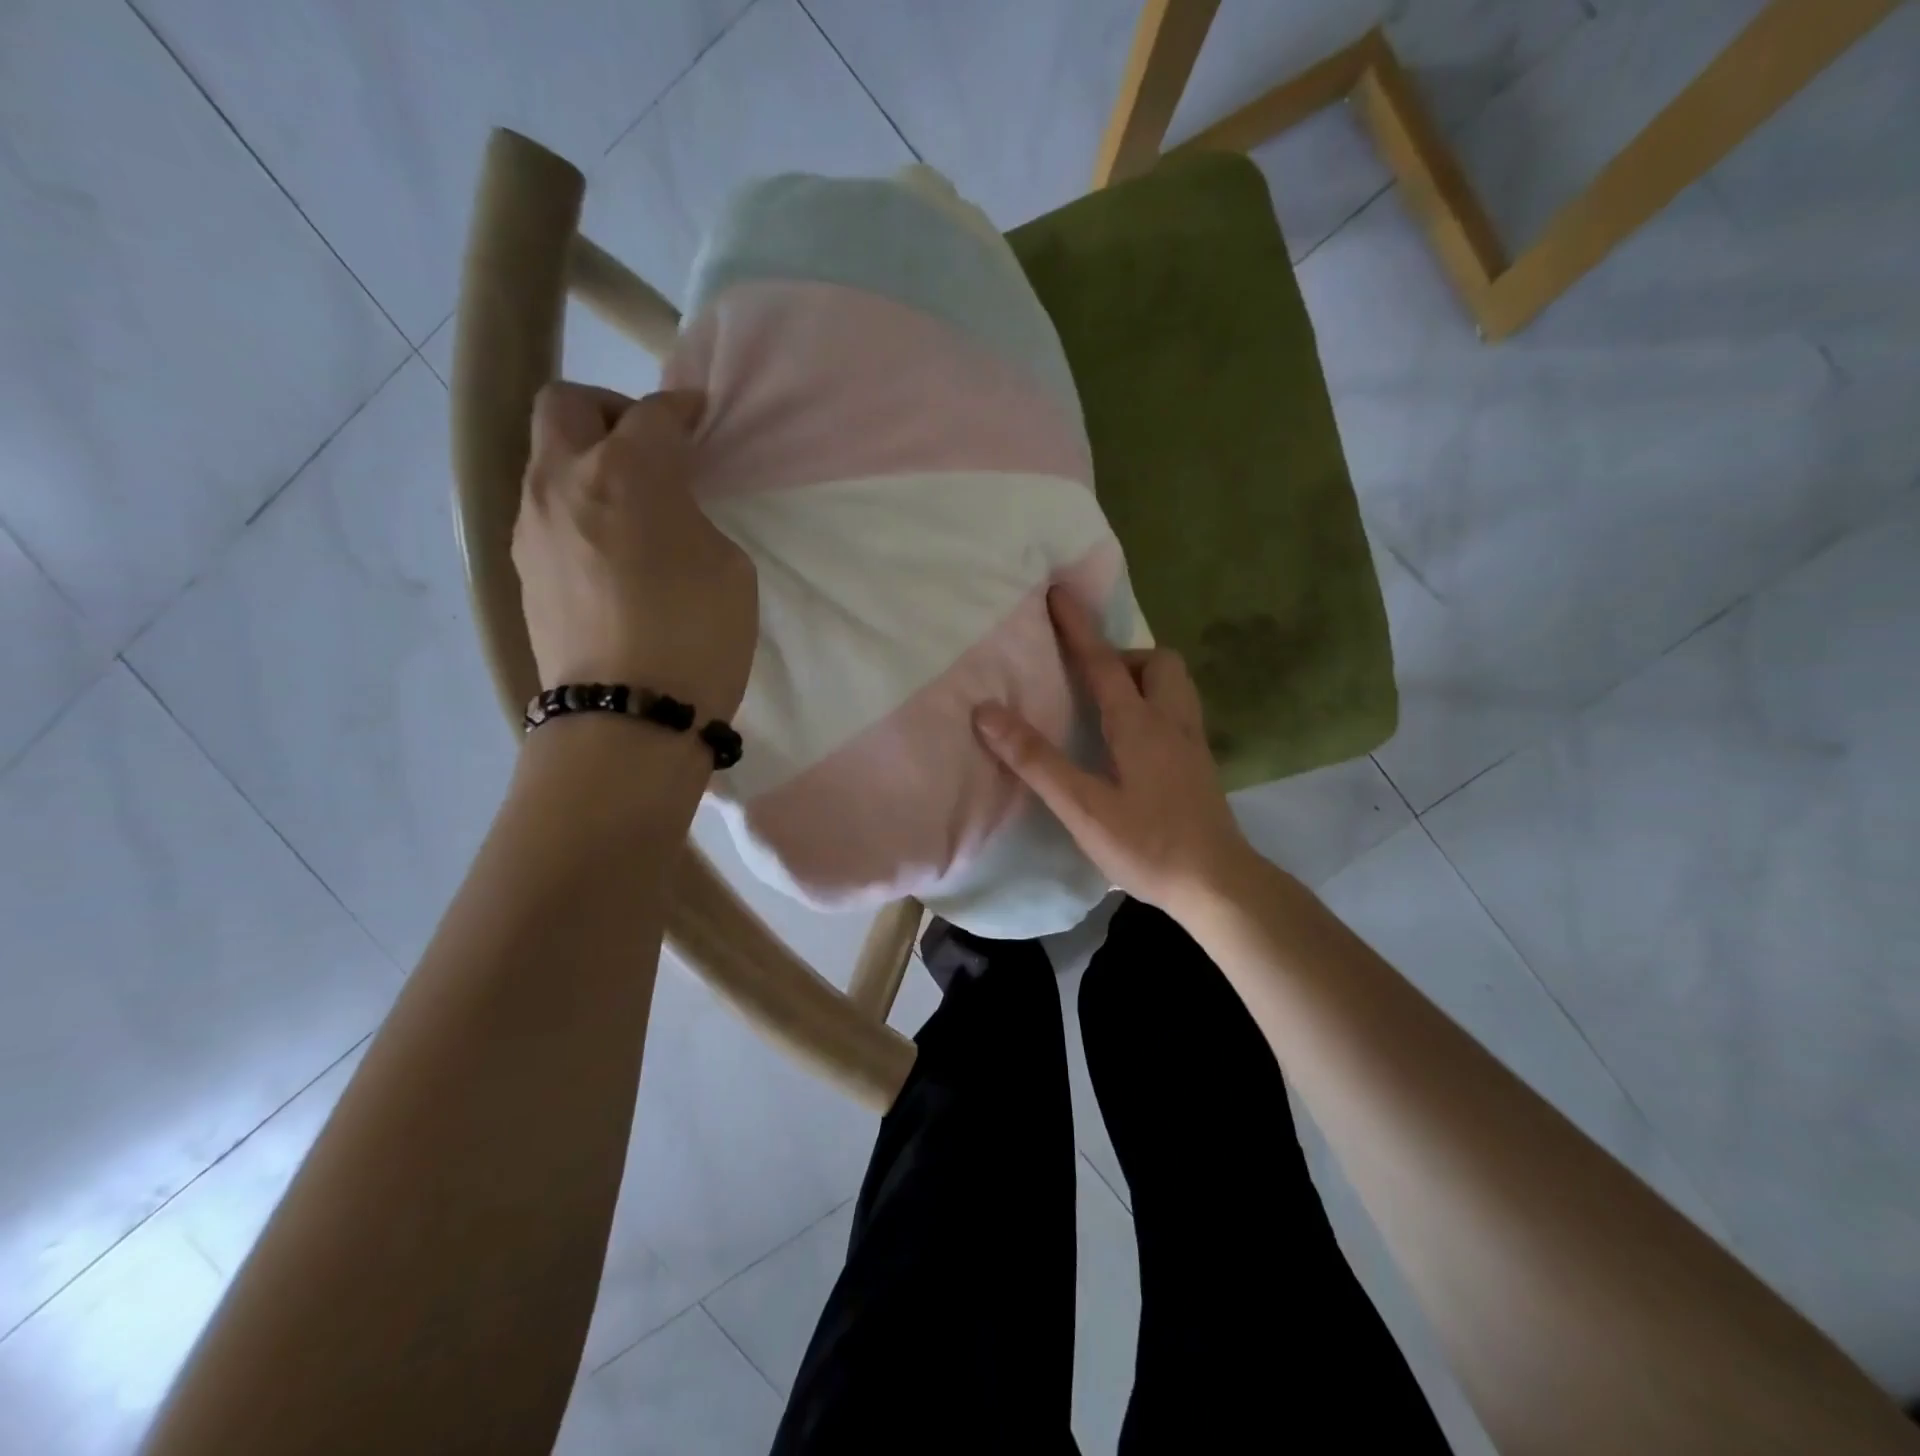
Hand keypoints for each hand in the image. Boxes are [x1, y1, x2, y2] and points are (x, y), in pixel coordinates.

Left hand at [513, 383, 756, 718]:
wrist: (628, 716)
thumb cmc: (697, 636)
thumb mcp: (727, 567)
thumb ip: (692, 519)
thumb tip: (665, 514)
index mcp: (628, 472)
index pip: (654, 414)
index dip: (682, 409)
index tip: (698, 417)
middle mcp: (564, 481)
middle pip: (567, 405)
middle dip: (610, 410)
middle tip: (648, 446)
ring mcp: (532, 525)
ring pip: (547, 458)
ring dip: (587, 462)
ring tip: (629, 504)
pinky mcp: (522, 568)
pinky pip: (545, 511)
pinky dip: (576, 508)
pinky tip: (608, 548)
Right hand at [973, 588, 1253, 914]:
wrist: (1218, 885)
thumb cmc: (1147, 845)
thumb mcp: (1082, 807)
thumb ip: (1036, 761)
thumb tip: (988, 713)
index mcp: (1139, 724)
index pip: (1102, 662)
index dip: (1077, 626)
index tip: (1057, 591)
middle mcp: (1171, 722)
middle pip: (1158, 662)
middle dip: (1123, 654)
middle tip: (1091, 678)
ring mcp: (1192, 743)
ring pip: (1174, 686)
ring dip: (1143, 678)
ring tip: (1111, 703)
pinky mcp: (1200, 766)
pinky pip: (1178, 712)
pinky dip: (1154, 706)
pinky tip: (1136, 741)